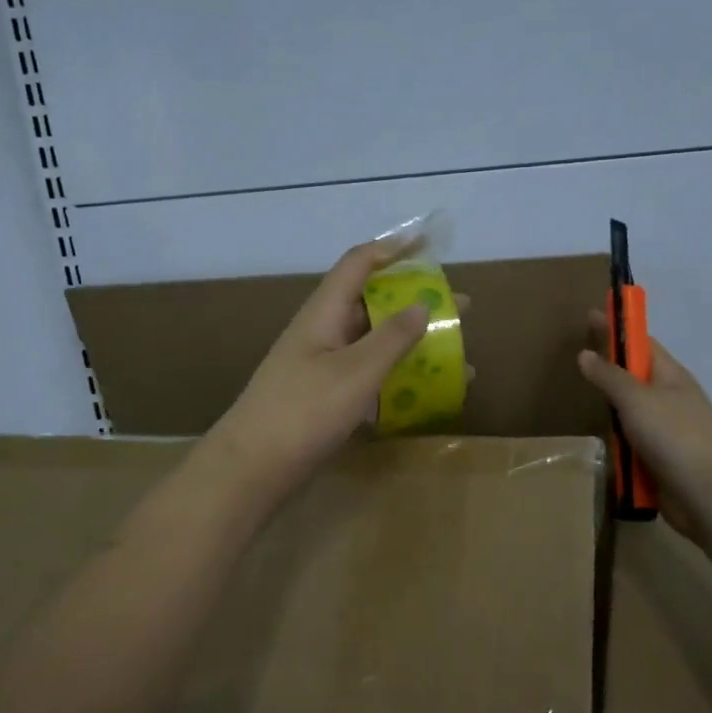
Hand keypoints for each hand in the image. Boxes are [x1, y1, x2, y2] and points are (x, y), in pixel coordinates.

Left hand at [205, 240, 434, 501]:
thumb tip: (422, 304)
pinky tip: (425, 394)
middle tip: (459, 308)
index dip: (392, 249)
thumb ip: (392, 337)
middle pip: (373, 304)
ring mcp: (322, 367)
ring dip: (412, 345)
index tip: (428, 244)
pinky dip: (397, 379)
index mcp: (324, 312)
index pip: (359, 264)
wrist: (253, 468)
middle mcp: (323, 332)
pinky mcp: (325, 399)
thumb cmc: (304, 410)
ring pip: (374, 344)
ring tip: (455, 355)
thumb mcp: (356, 371)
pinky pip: (368, 377)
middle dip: (416, 303)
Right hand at [577, 315, 711, 543]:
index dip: (618, 328)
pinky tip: (604, 445)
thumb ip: (609, 376)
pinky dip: (619, 444)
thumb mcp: (636, 399)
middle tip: (580, 362)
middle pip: (635, 378)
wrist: (707, 494)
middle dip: (612, 370)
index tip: (591, 315)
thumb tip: (586, 354)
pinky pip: (633, 444)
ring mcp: (668, 431)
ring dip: (614, 412)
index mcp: (671, 376)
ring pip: (632, 414)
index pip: (642, 343)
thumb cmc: (674, 435)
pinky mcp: (661, 460)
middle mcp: (671, 399)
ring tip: (587, 404)